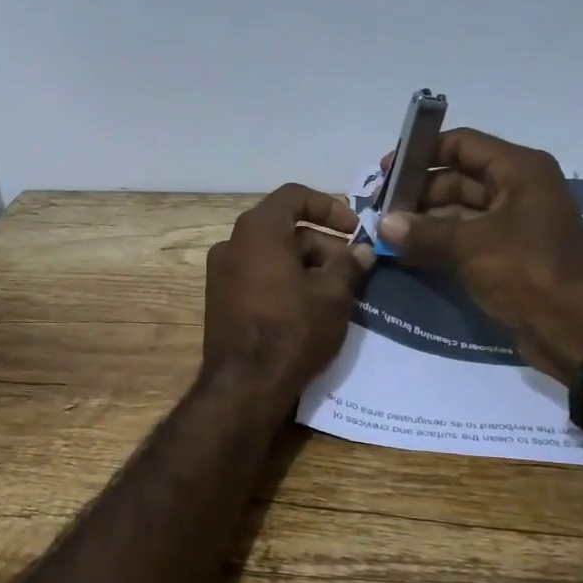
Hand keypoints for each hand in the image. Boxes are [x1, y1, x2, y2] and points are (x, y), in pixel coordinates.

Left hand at [202, 184, 373, 402]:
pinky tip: (309, 308)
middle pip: (285, 228)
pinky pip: (258, 276)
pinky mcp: (220, 300)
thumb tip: (362, 251)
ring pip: (272, 254)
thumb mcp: (333, 295)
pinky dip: (285, 281)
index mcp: (257, 230)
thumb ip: (350, 264)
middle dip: (323, 244)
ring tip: (336, 294)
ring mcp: (221, 273)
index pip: (295, 196)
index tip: (355, 230)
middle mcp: (232, 243)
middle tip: (353, 270)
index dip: (329, 207)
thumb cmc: (293, 330)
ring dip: (306, 265)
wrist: (244, 386)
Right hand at [376, 129, 582, 378]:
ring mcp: (514, 222)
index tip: (388, 172)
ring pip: (460, 210)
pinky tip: (406, 252)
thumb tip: (382, 224)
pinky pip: (466, 237)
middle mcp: (518, 188)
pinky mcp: (508, 253)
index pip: (462, 144)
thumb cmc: (527, 272)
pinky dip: (438, 242)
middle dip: (419, 192)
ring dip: (425, 220)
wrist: (575, 330)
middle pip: (458, 177)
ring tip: (387, 233)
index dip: (423, 153)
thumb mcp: (471, 247)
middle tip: (381, 210)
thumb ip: (423, 232)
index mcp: (519, 170)